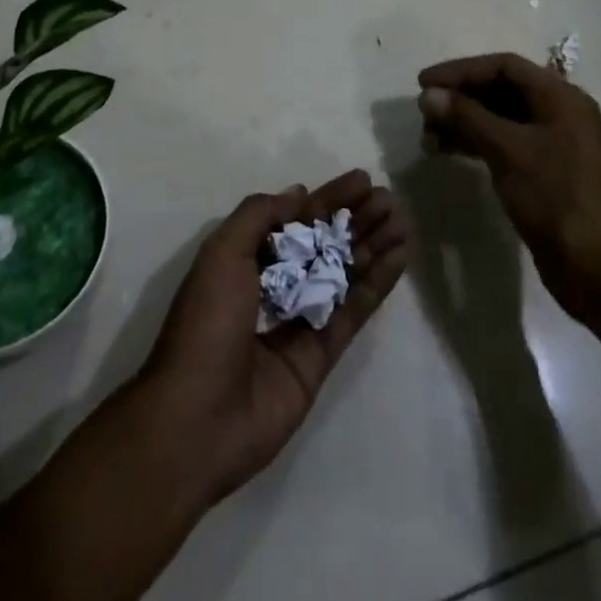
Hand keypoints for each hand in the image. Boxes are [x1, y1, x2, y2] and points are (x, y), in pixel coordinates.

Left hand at [140, 170, 410, 505]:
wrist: (197, 420)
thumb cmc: (206, 324)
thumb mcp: (222, 254)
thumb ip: (260, 216)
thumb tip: (299, 194)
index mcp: (246, 261)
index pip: (296, 219)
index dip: (329, 199)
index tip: (362, 181)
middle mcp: (276, 286)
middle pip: (324, 244)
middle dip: (356, 219)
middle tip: (390, 200)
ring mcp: (301, 321)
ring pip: (344, 273)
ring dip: (373, 245)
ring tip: (402, 221)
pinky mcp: (322, 355)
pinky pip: (354, 310)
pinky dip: (377, 283)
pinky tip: (399, 256)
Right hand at [418, 53, 600, 317]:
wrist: (600, 269)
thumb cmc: (556, 197)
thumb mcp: (509, 150)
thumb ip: (467, 117)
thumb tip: (430, 94)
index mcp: (561, 97)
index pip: (504, 66)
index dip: (461, 70)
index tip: (424, 83)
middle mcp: (560, 114)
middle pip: (502, 90)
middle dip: (461, 98)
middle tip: (424, 114)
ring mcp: (555, 145)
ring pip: (502, 120)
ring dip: (465, 123)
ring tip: (429, 139)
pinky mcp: (547, 174)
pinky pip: (507, 145)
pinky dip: (478, 145)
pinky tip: (450, 154)